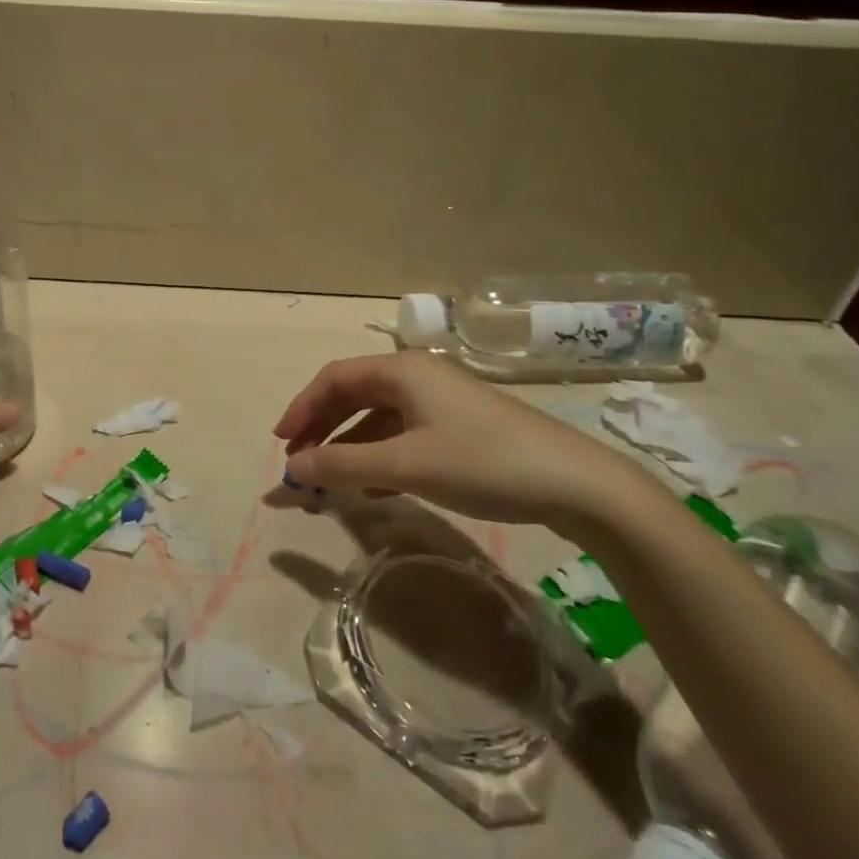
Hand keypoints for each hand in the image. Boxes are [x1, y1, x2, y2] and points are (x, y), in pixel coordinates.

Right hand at [273, 351, 646, 536]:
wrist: (577, 484)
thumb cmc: (482, 462)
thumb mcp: (407, 465)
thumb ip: (344, 465)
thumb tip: (292, 467)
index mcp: (402, 370)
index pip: (334, 379)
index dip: (302, 408)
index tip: (281, 444)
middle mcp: (418, 377)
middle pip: (354, 395)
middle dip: (322, 428)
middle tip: (299, 463)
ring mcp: (442, 402)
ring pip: (379, 418)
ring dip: (349, 446)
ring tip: (329, 481)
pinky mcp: (460, 428)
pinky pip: (404, 435)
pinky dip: (380, 456)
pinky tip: (374, 488)